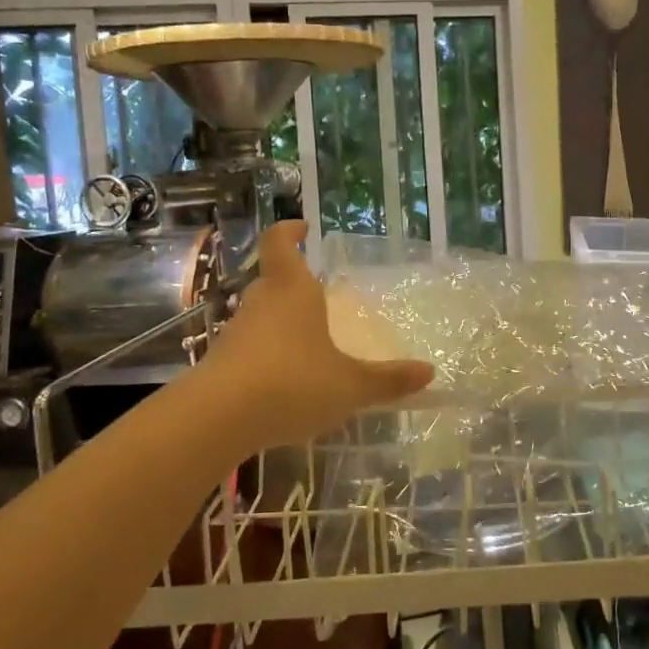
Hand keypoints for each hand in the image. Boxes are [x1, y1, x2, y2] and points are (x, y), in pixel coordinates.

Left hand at [194, 222, 433, 449]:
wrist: (217, 420)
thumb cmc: (292, 383)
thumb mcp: (349, 385)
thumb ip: (388, 380)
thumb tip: (430, 372)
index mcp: (292, 291)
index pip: (280, 243)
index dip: (289, 231)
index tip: (303, 227)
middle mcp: (260, 303)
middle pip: (271, 279)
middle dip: (291, 282)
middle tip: (315, 292)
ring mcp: (235, 333)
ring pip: (258, 315)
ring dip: (278, 321)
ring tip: (306, 341)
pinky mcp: (220, 364)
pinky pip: (248, 347)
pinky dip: (265, 354)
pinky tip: (283, 380)